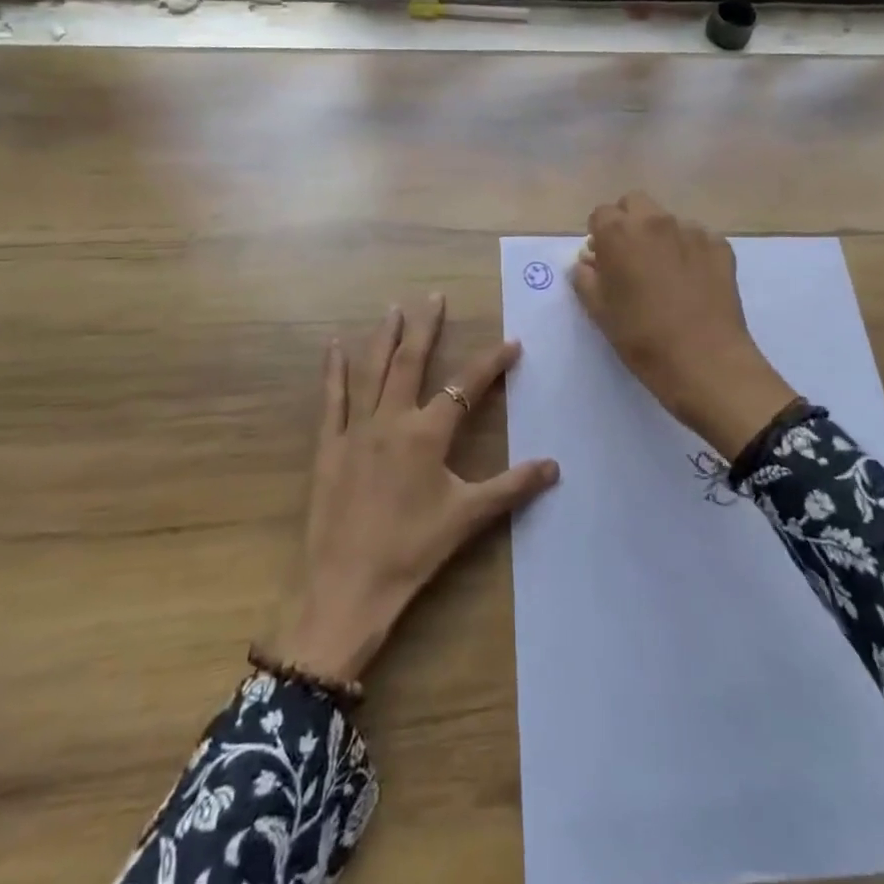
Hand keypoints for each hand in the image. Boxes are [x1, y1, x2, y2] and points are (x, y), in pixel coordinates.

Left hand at [267, 295, 559, 685]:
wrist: (347, 586)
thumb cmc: (412, 550)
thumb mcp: (467, 517)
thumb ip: (511, 487)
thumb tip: (554, 466)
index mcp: (427, 434)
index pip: (466, 386)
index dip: (491, 362)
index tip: (511, 343)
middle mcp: (392, 420)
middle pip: (411, 362)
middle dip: (426, 327)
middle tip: (434, 297)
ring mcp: (356, 429)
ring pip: (371, 371)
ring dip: (384, 337)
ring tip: (394, 308)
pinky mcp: (329, 446)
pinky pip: (332, 399)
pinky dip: (334, 371)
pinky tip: (334, 346)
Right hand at [573, 193, 797, 459]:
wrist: (705, 362)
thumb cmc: (642, 338)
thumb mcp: (600, 312)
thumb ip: (586, 278)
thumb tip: (588, 262)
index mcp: (619, 233)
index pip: (601, 214)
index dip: (599, 235)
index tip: (603, 260)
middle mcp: (656, 221)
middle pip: (635, 203)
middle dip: (628, 222)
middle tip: (630, 258)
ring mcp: (692, 231)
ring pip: (668, 221)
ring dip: (661, 237)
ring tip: (665, 275)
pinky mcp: (721, 247)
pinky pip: (698, 238)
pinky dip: (690, 252)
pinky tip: (692, 282)